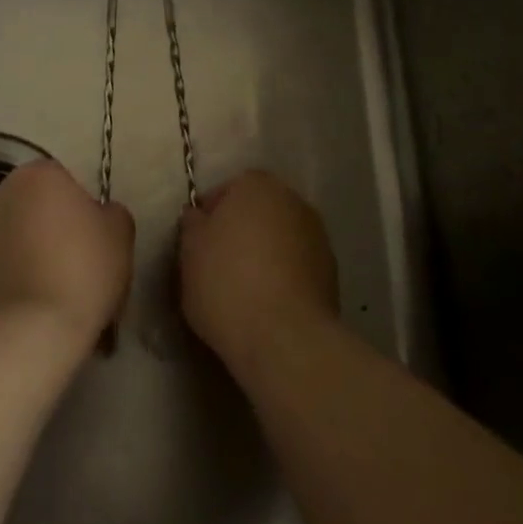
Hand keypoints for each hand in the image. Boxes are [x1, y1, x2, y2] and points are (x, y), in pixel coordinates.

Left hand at [0, 159, 133, 352]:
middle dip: (55, 230)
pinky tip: (36, 307)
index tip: (96, 243)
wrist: (29, 329)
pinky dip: (18, 279)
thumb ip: (111, 212)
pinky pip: (4, 265)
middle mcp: (2, 192)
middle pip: (38, 207)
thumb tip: (98, 216)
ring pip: (19, 237)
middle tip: (79, 266)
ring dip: (35, 254)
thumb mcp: (121, 232)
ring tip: (57, 293)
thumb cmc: (82, 269)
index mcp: (39, 174)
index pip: (67, 182)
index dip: (84, 212)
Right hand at [179, 169, 339, 376]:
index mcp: (257, 185)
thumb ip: (193, 224)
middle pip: (258, 211)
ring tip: (243, 289)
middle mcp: (293, 201)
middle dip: (240, 231)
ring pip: (280, 239)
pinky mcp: (332, 273)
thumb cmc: (226, 282)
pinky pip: (297, 266)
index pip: (227, 189)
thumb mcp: (190, 250)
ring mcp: (318, 237)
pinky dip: (283, 277)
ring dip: (264, 254)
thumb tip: (199, 216)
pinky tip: (267, 304)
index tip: (196, 244)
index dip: (209, 216)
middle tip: (217, 264)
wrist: (284, 337)